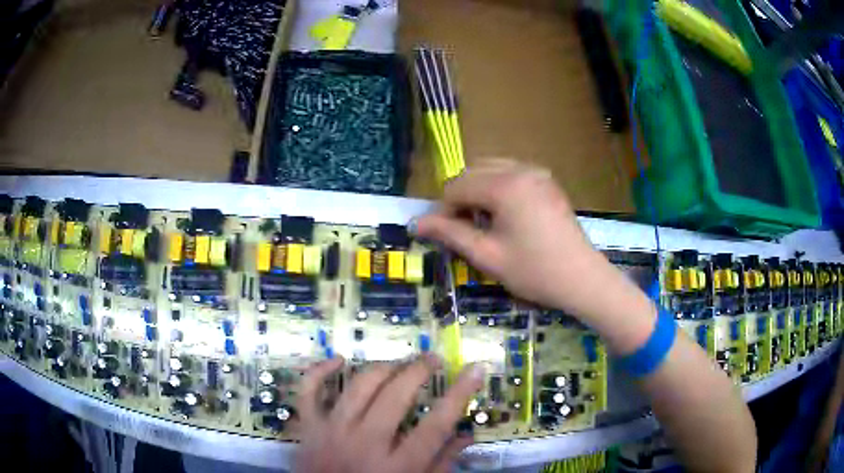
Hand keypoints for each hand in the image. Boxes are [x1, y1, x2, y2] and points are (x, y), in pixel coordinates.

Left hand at [294, 356, 484, 472]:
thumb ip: (441, 464)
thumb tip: (466, 435)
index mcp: (397, 466)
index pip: (436, 425)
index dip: (459, 394)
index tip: (475, 369)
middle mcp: (364, 445)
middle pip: (395, 397)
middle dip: (418, 370)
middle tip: (433, 359)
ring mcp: (332, 432)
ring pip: (357, 387)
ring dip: (382, 368)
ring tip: (400, 363)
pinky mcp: (308, 427)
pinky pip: (308, 391)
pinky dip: (319, 370)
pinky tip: (338, 359)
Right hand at [416, 159, 611, 320]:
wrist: (582, 279)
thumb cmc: (534, 271)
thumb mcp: (487, 256)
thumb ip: (450, 234)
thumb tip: (416, 224)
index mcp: (505, 185)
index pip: (456, 187)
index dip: (443, 211)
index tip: (444, 236)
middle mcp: (521, 169)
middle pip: (472, 172)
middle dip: (460, 198)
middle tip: (463, 231)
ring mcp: (537, 173)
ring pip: (491, 170)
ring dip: (478, 191)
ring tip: (482, 223)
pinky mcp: (547, 181)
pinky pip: (511, 174)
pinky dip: (498, 188)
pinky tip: (504, 215)